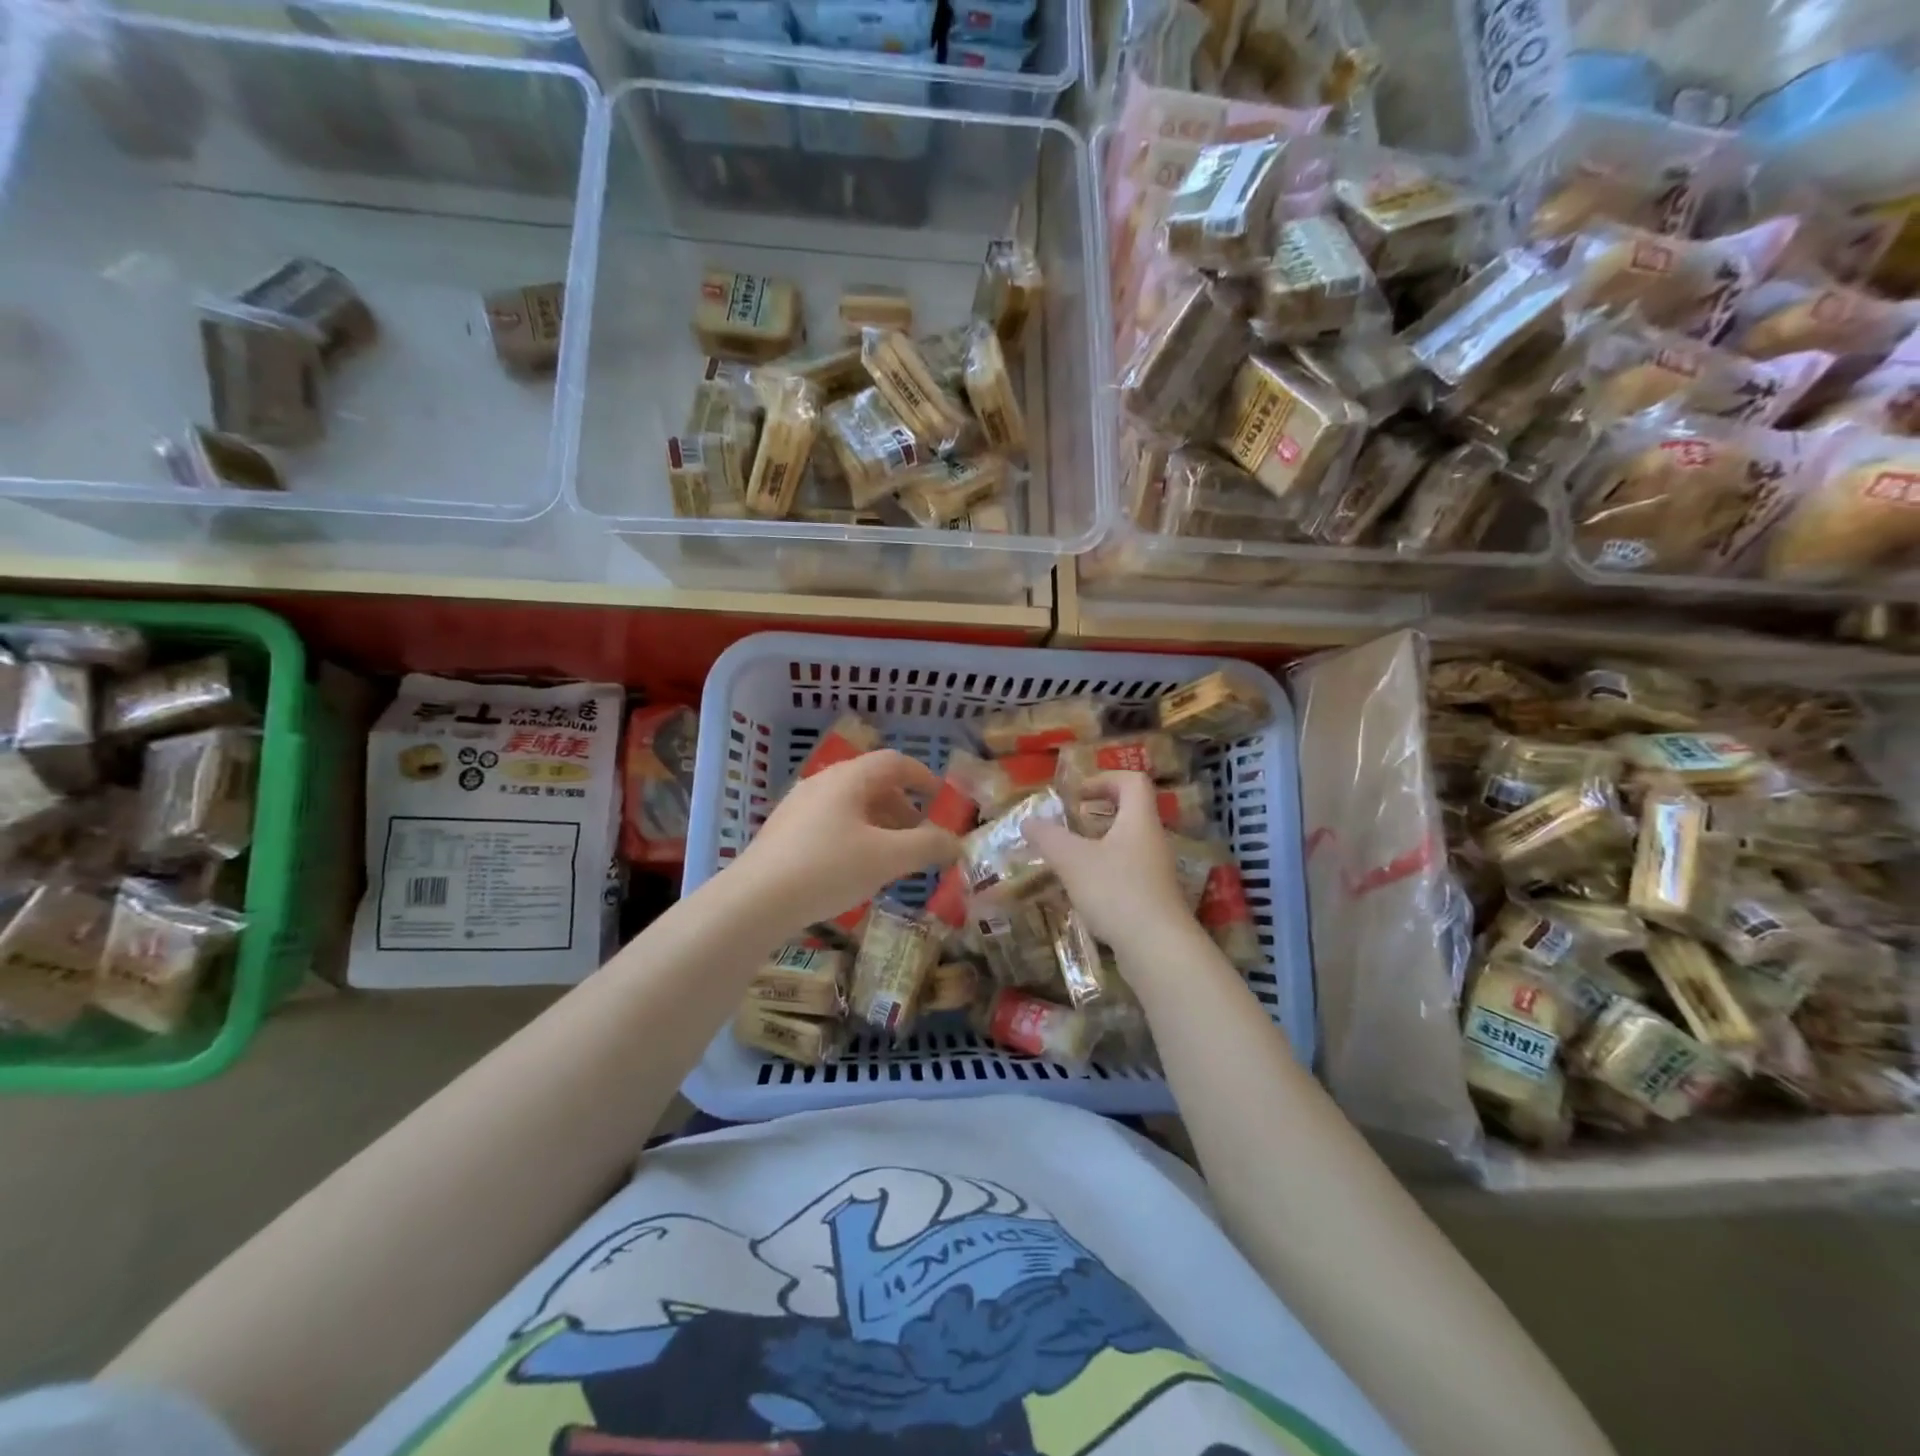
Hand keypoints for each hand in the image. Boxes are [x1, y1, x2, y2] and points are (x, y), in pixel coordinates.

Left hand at [735, 750, 960, 929]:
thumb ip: (927, 846)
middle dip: (903, 807)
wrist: (755, 901)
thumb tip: (955, 842)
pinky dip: (855, 836)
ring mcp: (799, 806)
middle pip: (872, 784)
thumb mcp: (888, 858)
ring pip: (850, 806)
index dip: (923, 776)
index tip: (941, 798)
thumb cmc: (828, 868)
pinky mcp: (784, 832)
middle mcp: (822, 783)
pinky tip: (855, 869)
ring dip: (879, 824)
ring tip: (892, 856)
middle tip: (920, 836)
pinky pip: (830, 823)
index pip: (894, 762)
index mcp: (849, 778)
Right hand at [1027, 772, 1195, 949]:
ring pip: (1127, 845)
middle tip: (1068, 825)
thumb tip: (1028, 820)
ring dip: (1098, 846)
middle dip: (1097, 815)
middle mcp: (1152, 841)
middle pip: (1130, 813)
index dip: (1104, 779)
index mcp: (1139, 820)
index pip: (1132, 781)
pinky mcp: (1153, 899)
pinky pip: (1127, 874)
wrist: (1157, 948)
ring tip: (1068, 859)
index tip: (1077, 795)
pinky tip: (1083, 893)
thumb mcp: (1073, 860)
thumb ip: (1048, 837)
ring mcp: (1156, 872)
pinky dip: (1104, 874)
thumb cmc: (1116, 891)